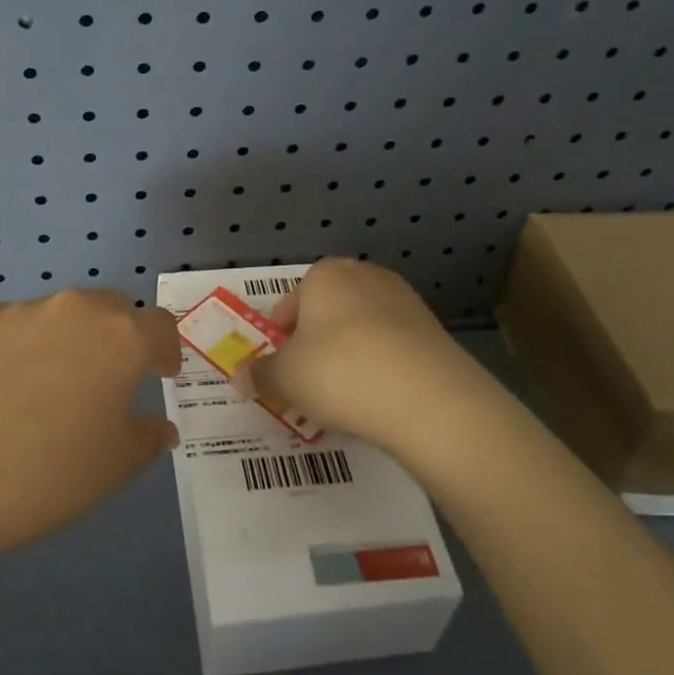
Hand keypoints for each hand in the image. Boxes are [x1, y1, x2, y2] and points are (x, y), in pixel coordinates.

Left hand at [0, 289, 181, 573]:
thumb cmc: (46, 475)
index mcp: (120, 338)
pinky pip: (13, 329)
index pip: (160, 326)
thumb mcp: (114, 467)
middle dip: (120, 337)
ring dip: (68, 342)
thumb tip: (160, 427)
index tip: (162, 374)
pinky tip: (0, 391)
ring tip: (49, 388)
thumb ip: (147, 438)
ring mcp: (19, 312)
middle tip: (111, 378)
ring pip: (59, 316)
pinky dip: (20, 349)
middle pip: (111, 309)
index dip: (167, 350)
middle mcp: (74, 310)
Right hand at [243, 259, 492, 458]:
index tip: (281, 370)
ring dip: (349, 355)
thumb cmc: (338, 372)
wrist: (425, 397)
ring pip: (361, 329)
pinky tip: (378, 399)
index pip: (290, 304)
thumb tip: (240, 378)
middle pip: (328, 312)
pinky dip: (382, 366)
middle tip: (309, 384)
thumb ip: (261, 374)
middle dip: (316, 345)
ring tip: (344, 397)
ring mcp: (404, 300)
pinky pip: (393, 346)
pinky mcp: (433, 329)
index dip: (280, 339)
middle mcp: (364, 275)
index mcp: (324, 275)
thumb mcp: (285, 378)